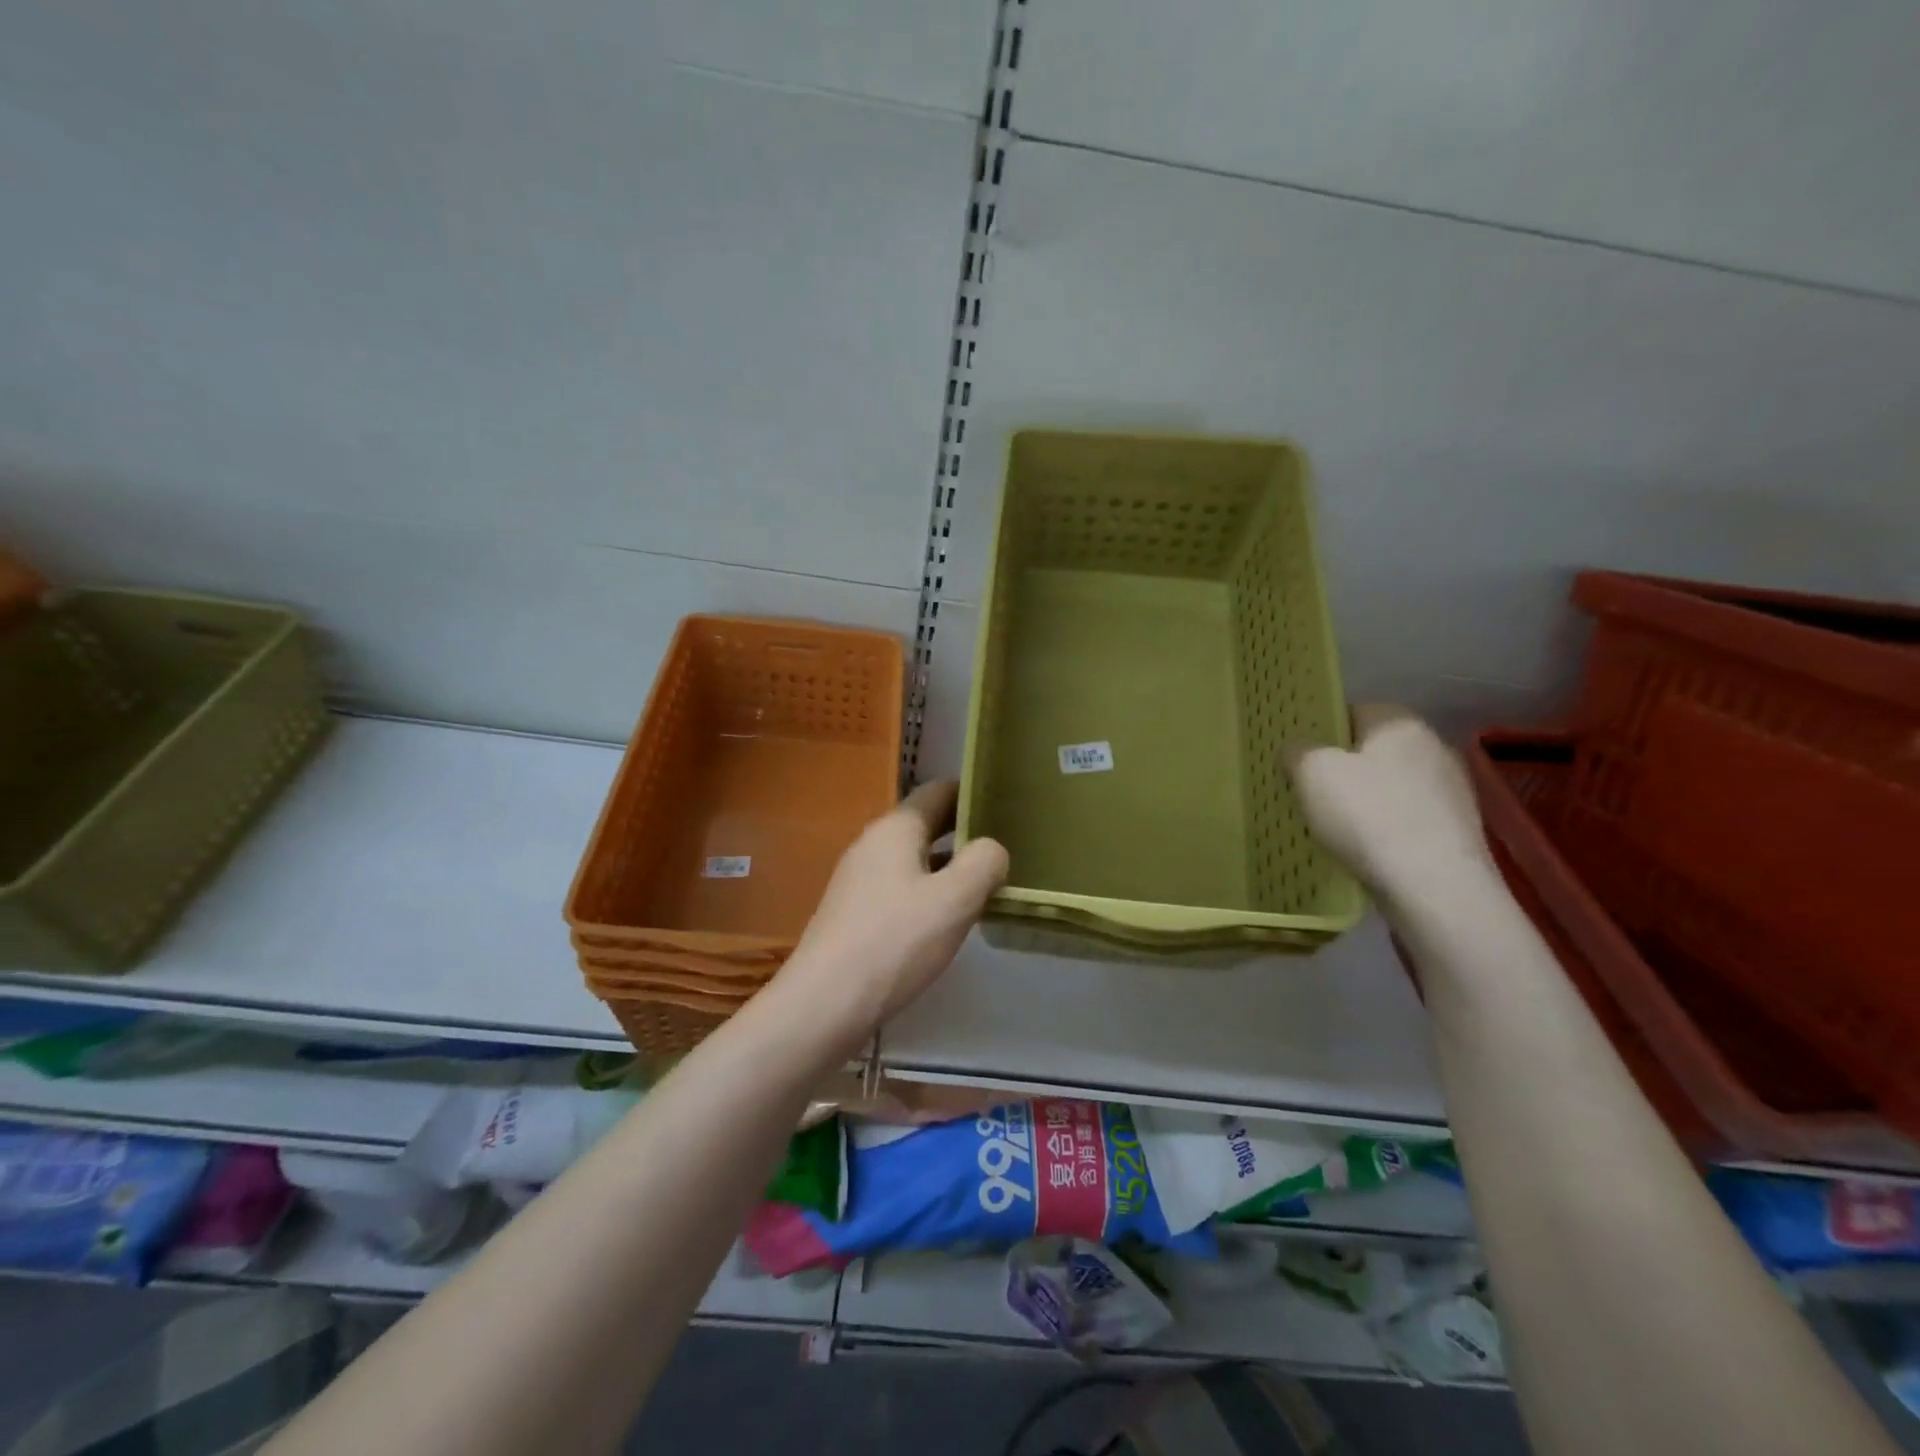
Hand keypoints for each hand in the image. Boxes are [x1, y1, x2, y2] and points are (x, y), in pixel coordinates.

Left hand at [766, 782, 1008, 1059]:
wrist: (825, 1002)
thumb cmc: (895, 941)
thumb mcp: (955, 899)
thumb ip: (984, 863)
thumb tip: (992, 849)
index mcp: (896, 828)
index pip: (939, 791)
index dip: (974, 794)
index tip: (1008, 806)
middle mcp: (873, 843)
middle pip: (926, 824)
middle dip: (965, 833)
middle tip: (1008, 848)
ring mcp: (859, 878)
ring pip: (914, 859)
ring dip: (949, 866)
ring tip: (987, 884)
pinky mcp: (855, 911)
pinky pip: (900, 887)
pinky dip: (928, 892)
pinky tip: (947, 919)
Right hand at [1285, 705, 1493, 907]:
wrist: (1434, 887)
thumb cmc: (1367, 816)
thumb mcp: (1311, 772)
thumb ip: (1297, 751)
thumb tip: (1298, 749)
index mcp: (1399, 722)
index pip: (1351, 713)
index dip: (1320, 734)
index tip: (1298, 761)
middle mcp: (1433, 746)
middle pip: (1372, 752)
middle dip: (1343, 770)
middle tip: (1310, 795)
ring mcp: (1452, 790)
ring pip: (1390, 787)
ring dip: (1365, 802)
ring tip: (1334, 829)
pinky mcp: (1457, 830)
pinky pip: (1407, 819)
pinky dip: (1385, 830)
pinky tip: (1366, 851)